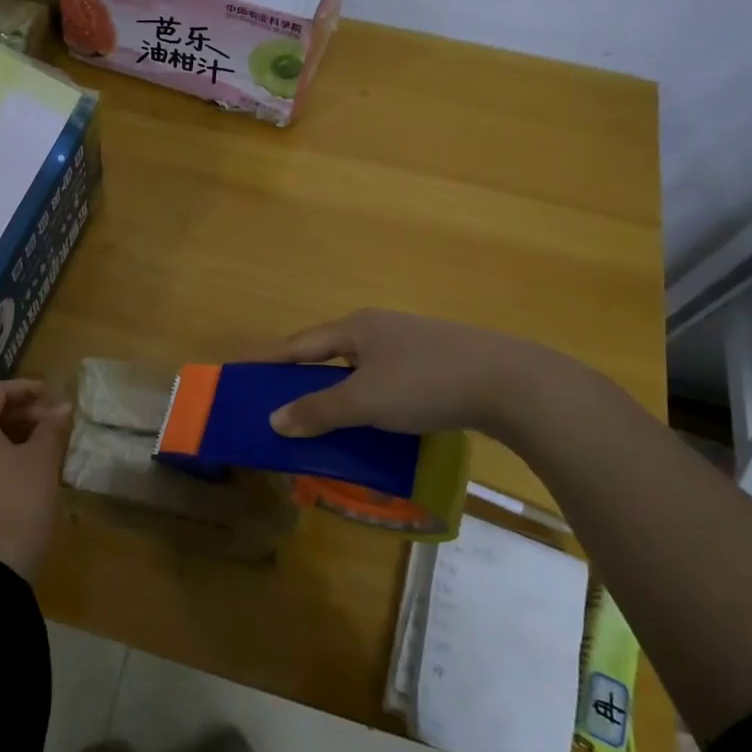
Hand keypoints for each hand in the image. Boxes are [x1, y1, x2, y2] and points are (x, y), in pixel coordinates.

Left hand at [0, 379, 71, 581]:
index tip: (52, 395)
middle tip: (53, 420)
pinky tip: (28, 466)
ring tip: (45, 442)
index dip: (26, 388)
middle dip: (22, 411)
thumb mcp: (42, 459)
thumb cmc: (21, 499)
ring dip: (14, 432)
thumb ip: (51, 427)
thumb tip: (61, 407)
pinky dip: (2, 453)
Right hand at [257, 309, 565, 439]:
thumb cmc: (427, 384)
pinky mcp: (438, 363)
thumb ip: (318, 410)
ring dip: (336, 392)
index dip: (266, 360)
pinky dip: (368, 400)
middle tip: (276, 402)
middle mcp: (380, 329)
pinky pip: (387, 381)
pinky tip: (373, 422)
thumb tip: (274, 420)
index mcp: (356, 328)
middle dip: (301, 377)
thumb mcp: (365, 401)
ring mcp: (411, 345)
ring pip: (360, 369)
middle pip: (328, 353)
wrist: (513, 383)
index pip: (298, 344)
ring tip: (321, 418)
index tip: (237, 370)